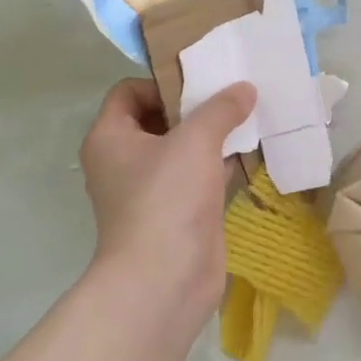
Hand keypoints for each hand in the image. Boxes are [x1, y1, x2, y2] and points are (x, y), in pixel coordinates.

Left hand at [79, 78, 256, 313]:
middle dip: (195, 107)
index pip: (128, 91)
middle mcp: (124, 161)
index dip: (163, 81)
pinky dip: (220, 164)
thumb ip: (221, 109)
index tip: (201, 83)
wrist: (165, 279)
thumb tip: (244, 87)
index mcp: (110, 138)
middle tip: (232, 97)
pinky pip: (199, 177)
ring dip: (212, 135)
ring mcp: (150, 190)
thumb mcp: (195, 141)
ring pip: (182, 149)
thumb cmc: (166, 199)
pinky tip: (250, 153)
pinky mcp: (177, 213)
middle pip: (158, 118)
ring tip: (248, 119)